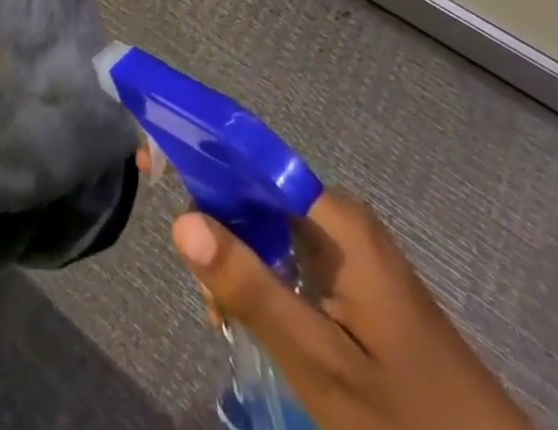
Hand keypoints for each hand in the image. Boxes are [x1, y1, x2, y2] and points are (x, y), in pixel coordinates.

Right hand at [173, 192, 532, 429]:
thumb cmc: (406, 417)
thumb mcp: (319, 361)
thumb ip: (250, 287)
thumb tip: (180, 218)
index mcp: (333, 218)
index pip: (249, 158)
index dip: (197, 153)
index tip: (151, 163)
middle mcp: (339, 214)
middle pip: (254, 192)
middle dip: (216, 228)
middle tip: (207, 302)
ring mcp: (349, 243)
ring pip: (268, 225)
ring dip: (237, 260)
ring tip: (227, 321)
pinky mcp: (355, 272)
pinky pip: (291, 250)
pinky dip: (263, 275)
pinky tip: (254, 318)